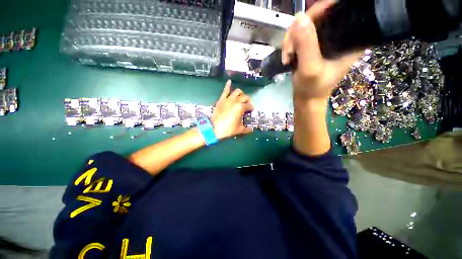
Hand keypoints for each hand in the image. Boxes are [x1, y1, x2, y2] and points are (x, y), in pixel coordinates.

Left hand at [211, 80, 253, 139]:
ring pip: (237, 92)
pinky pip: (225, 91)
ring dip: (241, 93)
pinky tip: (229, 81)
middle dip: (247, 100)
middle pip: (245, 97)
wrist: (214, 128)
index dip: (251, 108)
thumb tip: (252, 130)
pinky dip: (227, 85)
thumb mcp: (239, 130)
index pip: (249, 105)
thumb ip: (246, 129)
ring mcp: (228, 99)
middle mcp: (236, 101)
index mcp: (241, 108)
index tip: (251, 110)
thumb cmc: (228, 129)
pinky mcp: (221, 99)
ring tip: (241, 96)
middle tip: (247, 104)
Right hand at [282, 0, 363, 100]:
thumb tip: (299, 17)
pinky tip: (287, 56)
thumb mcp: (310, 69)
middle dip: (299, 29)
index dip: (322, 9)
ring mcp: (325, 38)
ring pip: (305, 24)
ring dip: (291, 39)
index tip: (304, 22)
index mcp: (351, 38)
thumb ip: (307, 45)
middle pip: (320, 14)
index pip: (340, 10)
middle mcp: (340, 34)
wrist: (306, 97)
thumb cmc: (312, 87)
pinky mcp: (313, 44)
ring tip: (287, 56)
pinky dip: (289, 44)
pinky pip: (299, 34)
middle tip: (289, 49)